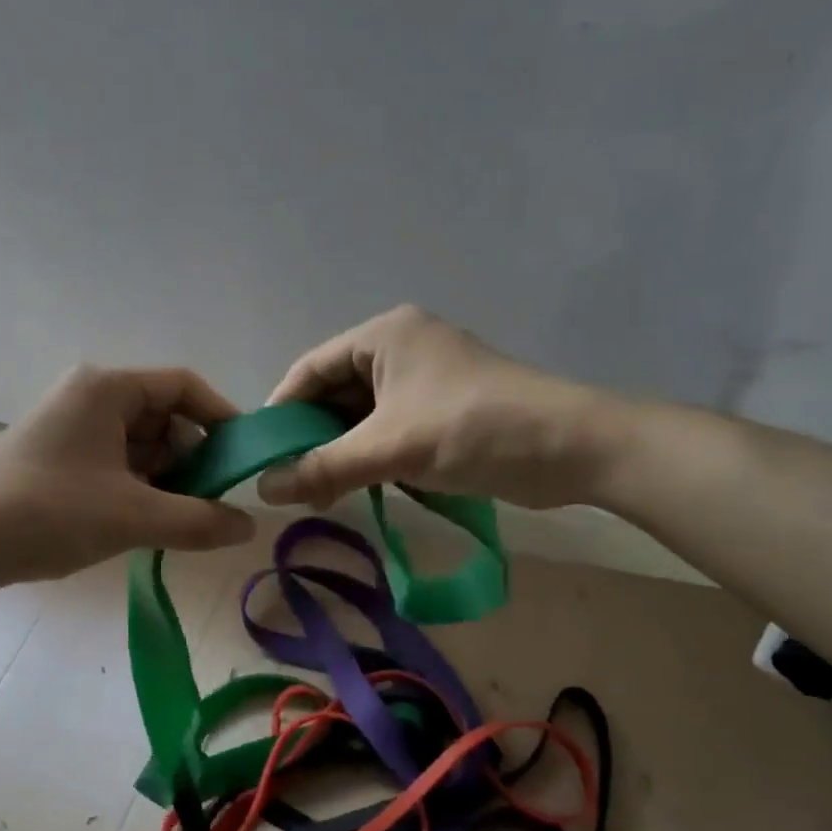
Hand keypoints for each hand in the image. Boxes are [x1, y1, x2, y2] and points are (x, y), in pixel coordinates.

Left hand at [0, 365, 256, 586]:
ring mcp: (71, 428)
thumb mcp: (133, 517)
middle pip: (163, 416)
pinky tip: (147, 523)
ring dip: (167, 478)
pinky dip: (139, 488)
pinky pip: (116, 463)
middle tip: (214, 500)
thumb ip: (199, 520)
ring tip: (182, 519)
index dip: (221, 417)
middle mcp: (89, 398)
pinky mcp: (58, 458)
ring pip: (140, 444)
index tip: (244, 458)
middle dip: (193, 457)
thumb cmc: (49, 513)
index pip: (183, 386)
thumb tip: (251, 526)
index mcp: (107, 389)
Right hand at [257, 305, 625, 510]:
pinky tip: (358, 489)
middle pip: (335, 393)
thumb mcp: (390, 448)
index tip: (260, 454)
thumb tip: (263, 489)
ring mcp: (425, 381)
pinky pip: (390, 431)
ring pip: (362, 417)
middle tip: (288, 483)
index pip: (310, 368)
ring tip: (317, 494)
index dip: (281, 410)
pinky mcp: (443, 411)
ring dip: (341, 453)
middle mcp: (401, 349)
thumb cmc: (473, 429)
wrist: (571, 448)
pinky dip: (371, 458)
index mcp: (384, 336)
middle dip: (312, 438)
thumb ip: (323, 468)